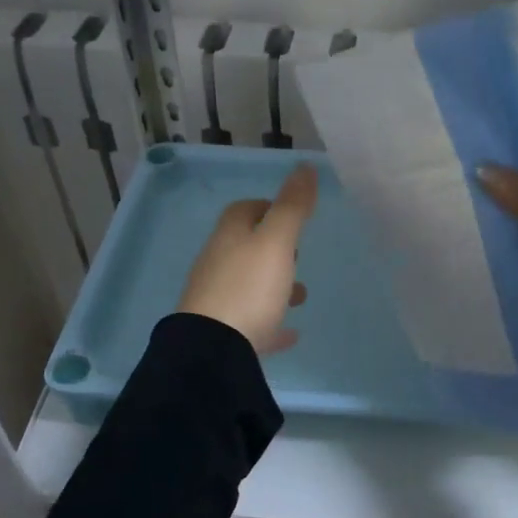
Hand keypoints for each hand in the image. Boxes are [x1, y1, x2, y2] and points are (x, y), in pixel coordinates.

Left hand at [179, 163, 317, 354]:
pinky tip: (289, 333)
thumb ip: (292, 207)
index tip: (291, 215)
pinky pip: (251, 322)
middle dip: (272, 248)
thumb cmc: (248, 288)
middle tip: (298, 256)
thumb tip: (305, 167)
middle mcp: (218, 264)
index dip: (267, 208)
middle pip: (244, 248)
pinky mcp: (222, 334)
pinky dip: (270, 322)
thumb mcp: (276, 242)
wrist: (213, 350)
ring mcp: (217, 301)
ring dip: (273, 285)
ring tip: (300, 295)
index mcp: (229, 238)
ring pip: (248, 285)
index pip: (243, 211)